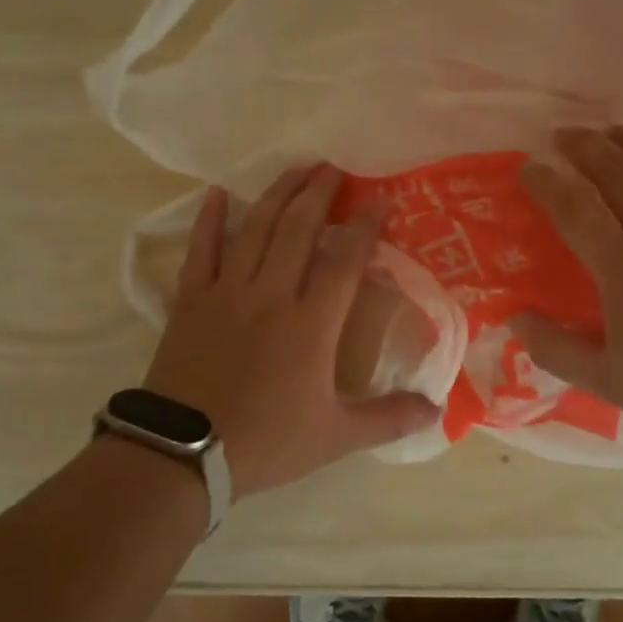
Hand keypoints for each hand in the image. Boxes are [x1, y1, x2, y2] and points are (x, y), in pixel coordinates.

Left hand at [142, 164, 440, 498]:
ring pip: (254, 229)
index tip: (381, 200)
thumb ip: (389, 419)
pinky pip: (201, 250)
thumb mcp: (336, 436)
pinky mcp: (191, 300)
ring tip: (295, 170)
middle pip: (298, 229)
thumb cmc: (266, 441)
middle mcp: (271, 294)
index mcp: (310, 324)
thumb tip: (438, 411)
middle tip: (334, 167)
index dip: (365, 226)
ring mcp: (227, 292)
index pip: (344, 260)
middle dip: (319, 194)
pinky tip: (217, 194)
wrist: (184, 453)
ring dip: (276, 195)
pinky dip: (209, 220)